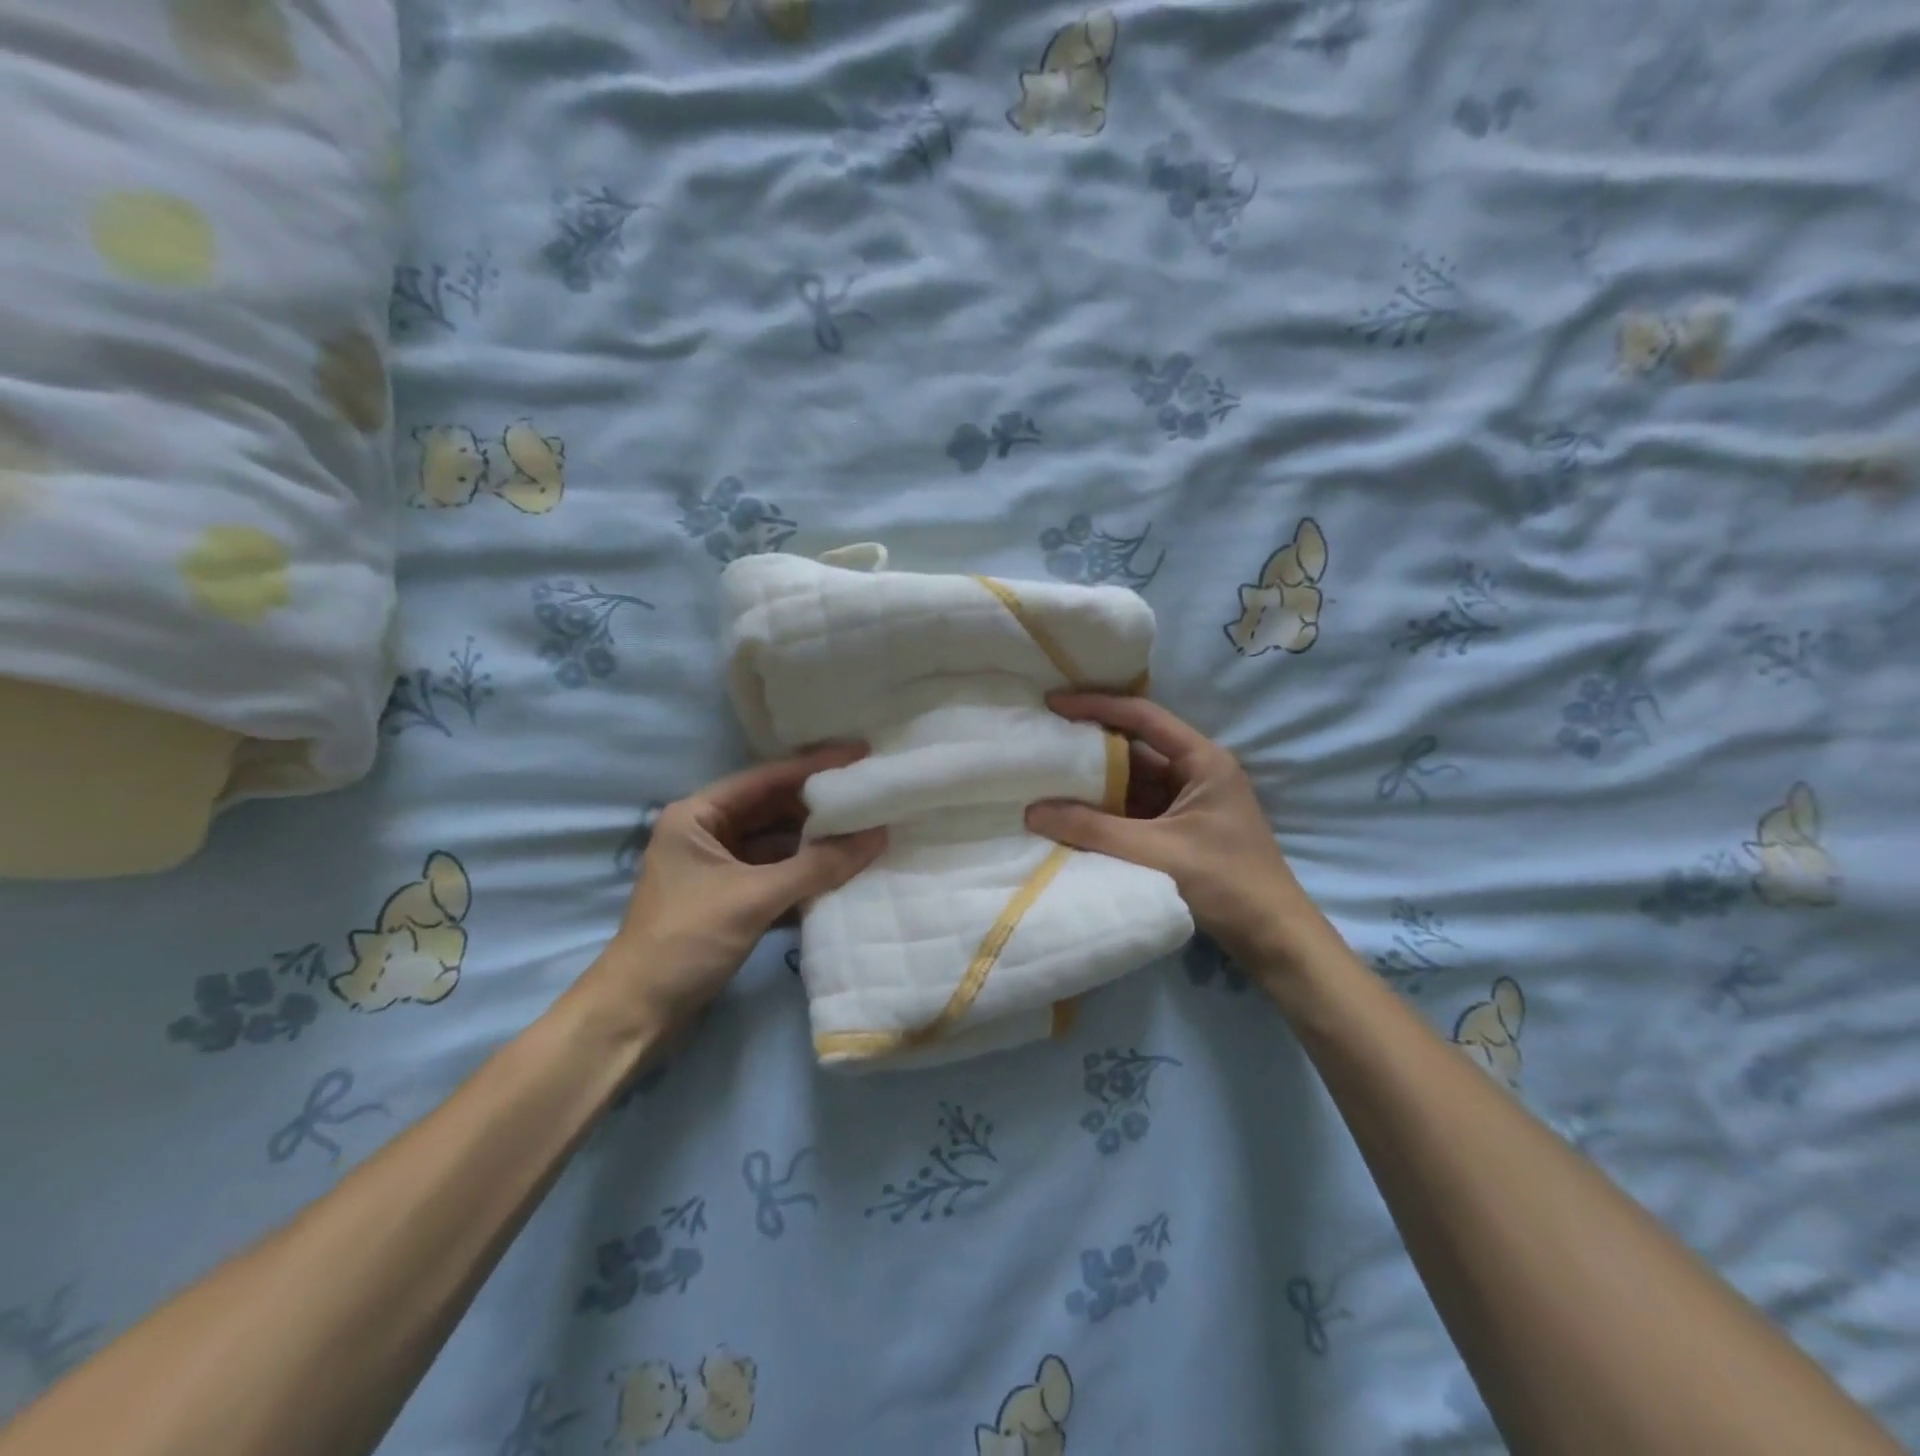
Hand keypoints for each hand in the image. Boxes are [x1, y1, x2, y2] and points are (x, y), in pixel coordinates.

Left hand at [579, 745, 887, 1036]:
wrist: (638, 1015)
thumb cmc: (686, 940)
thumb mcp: (754, 897)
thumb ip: (818, 866)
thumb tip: (878, 836)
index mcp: (698, 815)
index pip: (767, 778)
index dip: (815, 766)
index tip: (860, 754)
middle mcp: (708, 832)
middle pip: (774, 808)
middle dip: (820, 805)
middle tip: (870, 794)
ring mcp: (719, 867)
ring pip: (778, 843)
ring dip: (817, 842)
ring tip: (867, 831)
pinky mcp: (730, 898)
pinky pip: (776, 874)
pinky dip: (806, 873)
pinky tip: (843, 871)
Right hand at [1024, 694, 1331, 976]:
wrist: (1274, 939)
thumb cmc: (1227, 883)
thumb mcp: (1157, 852)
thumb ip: (1094, 830)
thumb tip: (1032, 811)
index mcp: (1203, 761)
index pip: (1143, 717)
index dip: (1097, 705)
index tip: (1053, 703)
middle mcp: (1195, 773)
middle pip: (1134, 748)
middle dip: (1088, 746)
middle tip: (1041, 740)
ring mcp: (1187, 804)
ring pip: (1130, 782)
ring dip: (1093, 783)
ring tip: (1045, 776)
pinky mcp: (1178, 832)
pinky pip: (1133, 811)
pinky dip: (1104, 812)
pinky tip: (1071, 814)